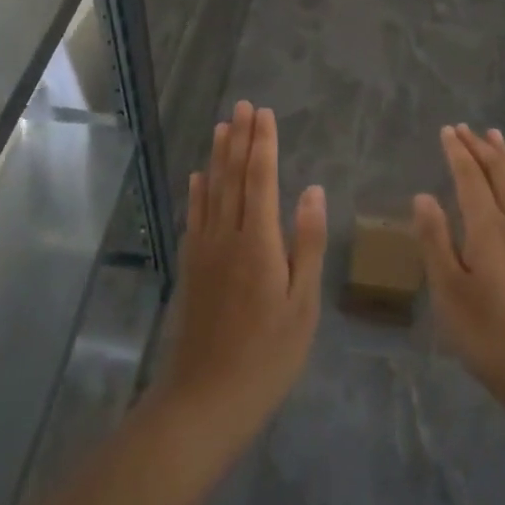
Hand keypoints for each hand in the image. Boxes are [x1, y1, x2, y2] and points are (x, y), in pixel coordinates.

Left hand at [159, 102, 325, 435]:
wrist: (206, 397)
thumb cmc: (268, 355)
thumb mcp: (303, 304)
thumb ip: (308, 244)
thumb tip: (313, 191)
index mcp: (259, 242)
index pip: (261, 179)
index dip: (263, 144)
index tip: (265, 113)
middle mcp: (227, 236)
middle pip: (233, 177)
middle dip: (240, 139)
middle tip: (244, 106)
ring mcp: (204, 251)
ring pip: (210, 192)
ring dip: (217, 157)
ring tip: (222, 127)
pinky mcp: (191, 268)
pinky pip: (194, 217)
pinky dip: (196, 192)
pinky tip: (197, 178)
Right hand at [414, 125, 504, 398]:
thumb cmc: (484, 330)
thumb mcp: (447, 288)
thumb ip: (435, 239)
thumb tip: (423, 196)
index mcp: (486, 228)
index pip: (470, 178)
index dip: (458, 153)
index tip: (446, 131)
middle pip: (498, 174)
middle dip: (480, 148)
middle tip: (464, 128)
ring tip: (495, 137)